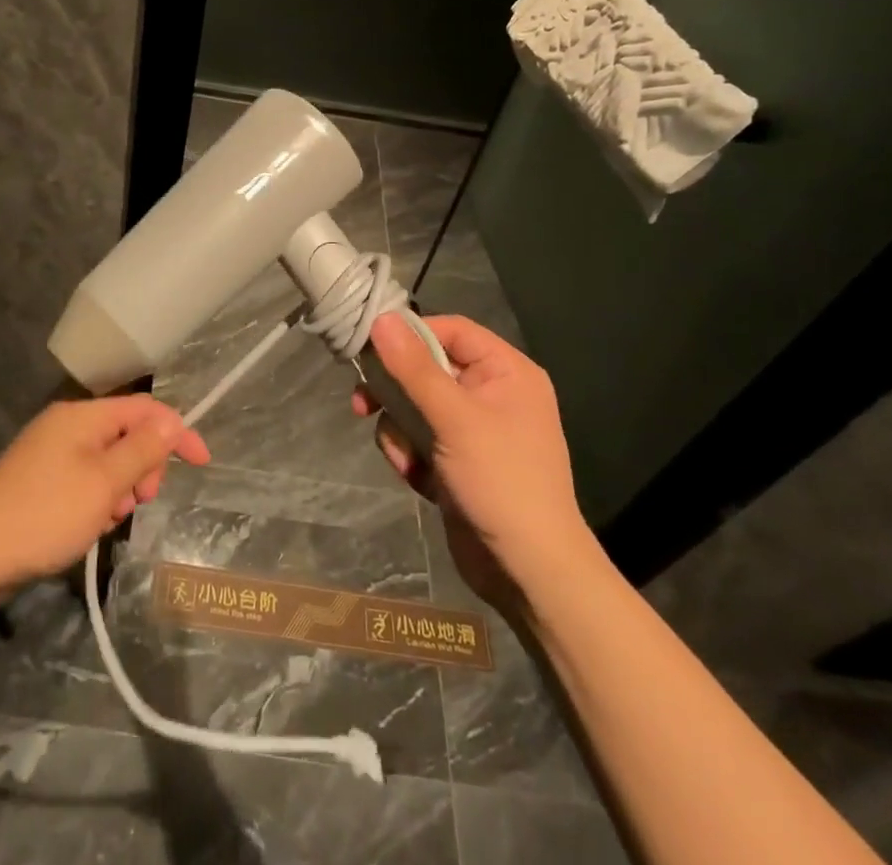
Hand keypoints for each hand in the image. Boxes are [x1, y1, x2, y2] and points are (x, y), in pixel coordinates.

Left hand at [0, 395, 209, 597]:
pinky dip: (96, 499)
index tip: (202, 463)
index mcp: (83, 417)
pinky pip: (84, 480)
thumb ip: (141, 451)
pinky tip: (88, 527)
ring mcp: (49, 453)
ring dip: (120, 488)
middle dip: (144, 466)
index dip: (177, 431)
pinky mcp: (38, 480)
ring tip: (108, 520)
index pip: (145, 409)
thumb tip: (171, 421)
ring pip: (107, 461)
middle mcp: (67, 426)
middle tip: (140, 502)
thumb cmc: (43, 515)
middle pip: (126, 433)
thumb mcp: (103, 484)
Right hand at [353, 314, 593, 608]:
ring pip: (416, 406)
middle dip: (395, 391)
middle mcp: (492, 393)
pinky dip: (410, 455)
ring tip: (405, 458)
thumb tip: (382, 318)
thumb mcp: (454, 418)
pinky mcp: (458, 460)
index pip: (450, 330)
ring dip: (400, 430)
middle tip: (362, 404)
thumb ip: (414, 368)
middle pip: (426, 368)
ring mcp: (474, 429)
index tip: (370, 348)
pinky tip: (416, 479)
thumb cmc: (500, 481)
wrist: (528, 573)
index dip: (410, 335)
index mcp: (506, 372)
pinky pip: (420, 438)